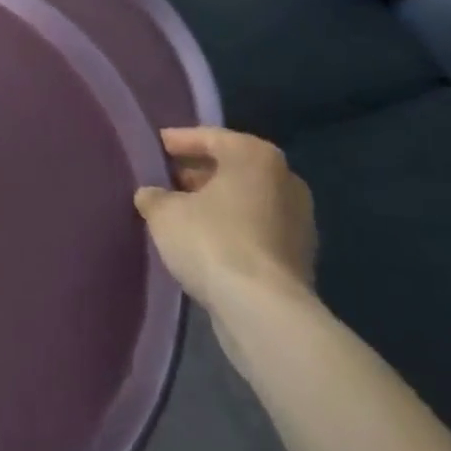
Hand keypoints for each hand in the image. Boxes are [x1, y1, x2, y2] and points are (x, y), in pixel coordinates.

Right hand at [134, 127, 315, 315]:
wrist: (265, 313)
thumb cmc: (213, 241)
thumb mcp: (165, 212)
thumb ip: (154, 196)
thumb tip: (150, 195)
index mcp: (255, 155)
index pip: (209, 137)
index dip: (178, 142)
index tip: (156, 146)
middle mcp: (284, 179)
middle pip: (231, 168)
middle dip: (198, 173)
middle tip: (166, 180)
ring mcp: (298, 220)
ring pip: (246, 200)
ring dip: (215, 204)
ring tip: (180, 213)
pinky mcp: (300, 257)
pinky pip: (256, 229)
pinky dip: (232, 229)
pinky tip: (204, 242)